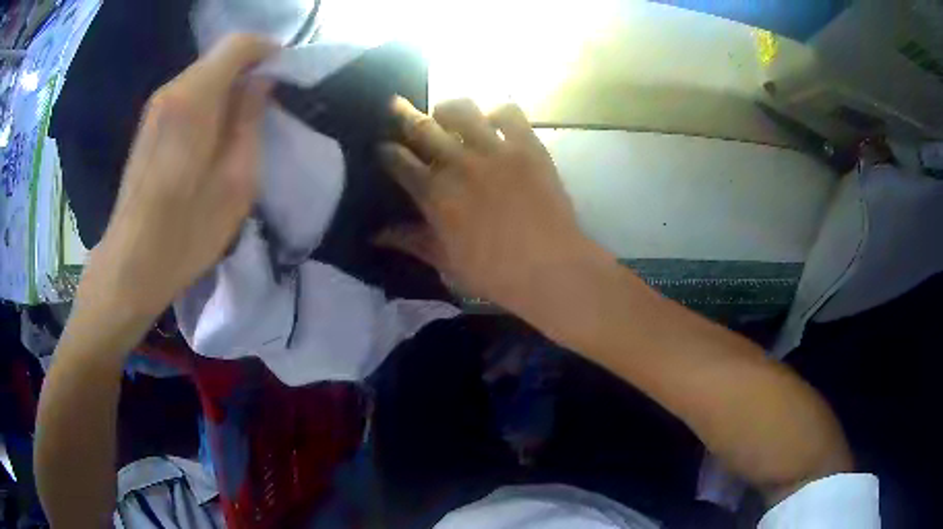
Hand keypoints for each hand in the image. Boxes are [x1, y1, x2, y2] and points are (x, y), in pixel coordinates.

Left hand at [79, 34, 275, 319]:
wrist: (130, 266)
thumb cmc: (185, 233)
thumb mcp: (236, 182)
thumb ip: (250, 121)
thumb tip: (260, 84)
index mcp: (194, 100)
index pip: (238, 45)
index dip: (268, 52)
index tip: (284, 77)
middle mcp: (171, 92)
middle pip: (220, 58)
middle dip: (249, 73)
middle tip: (267, 109)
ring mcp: (155, 108)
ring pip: (203, 77)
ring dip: (229, 91)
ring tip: (242, 129)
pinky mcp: (148, 126)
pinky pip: (188, 96)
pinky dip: (209, 104)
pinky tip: (213, 140)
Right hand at [378, 98, 609, 325]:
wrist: (550, 267)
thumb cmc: (494, 272)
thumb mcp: (445, 261)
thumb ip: (410, 241)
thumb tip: (375, 235)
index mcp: (435, 194)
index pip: (400, 162)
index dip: (387, 151)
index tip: (383, 147)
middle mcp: (459, 163)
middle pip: (423, 128)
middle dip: (404, 114)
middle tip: (396, 104)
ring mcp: (495, 150)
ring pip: (461, 110)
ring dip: (447, 107)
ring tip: (444, 111)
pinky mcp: (527, 146)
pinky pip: (508, 113)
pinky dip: (496, 110)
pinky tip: (492, 119)